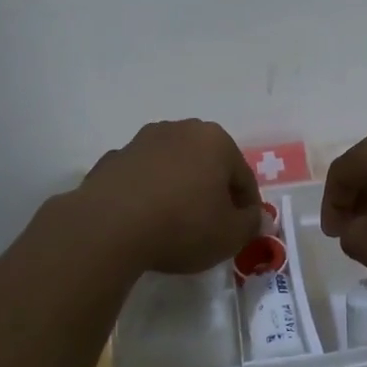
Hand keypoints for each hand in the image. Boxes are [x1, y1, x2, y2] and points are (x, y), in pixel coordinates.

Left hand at [77, 120, 263, 275]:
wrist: (108, 227)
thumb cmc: (182, 225)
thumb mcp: (229, 236)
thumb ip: (251, 224)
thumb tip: (258, 218)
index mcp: (215, 140)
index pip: (243, 176)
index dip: (247, 206)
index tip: (243, 230)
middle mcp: (180, 130)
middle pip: (208, 164)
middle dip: (213, 190)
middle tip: (212, 225)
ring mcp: (142, 141)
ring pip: (173, 166)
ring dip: (179, 188)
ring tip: (175, 223)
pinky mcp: (112, 159)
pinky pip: (142, 177)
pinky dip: (148, 193)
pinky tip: (145, 219)